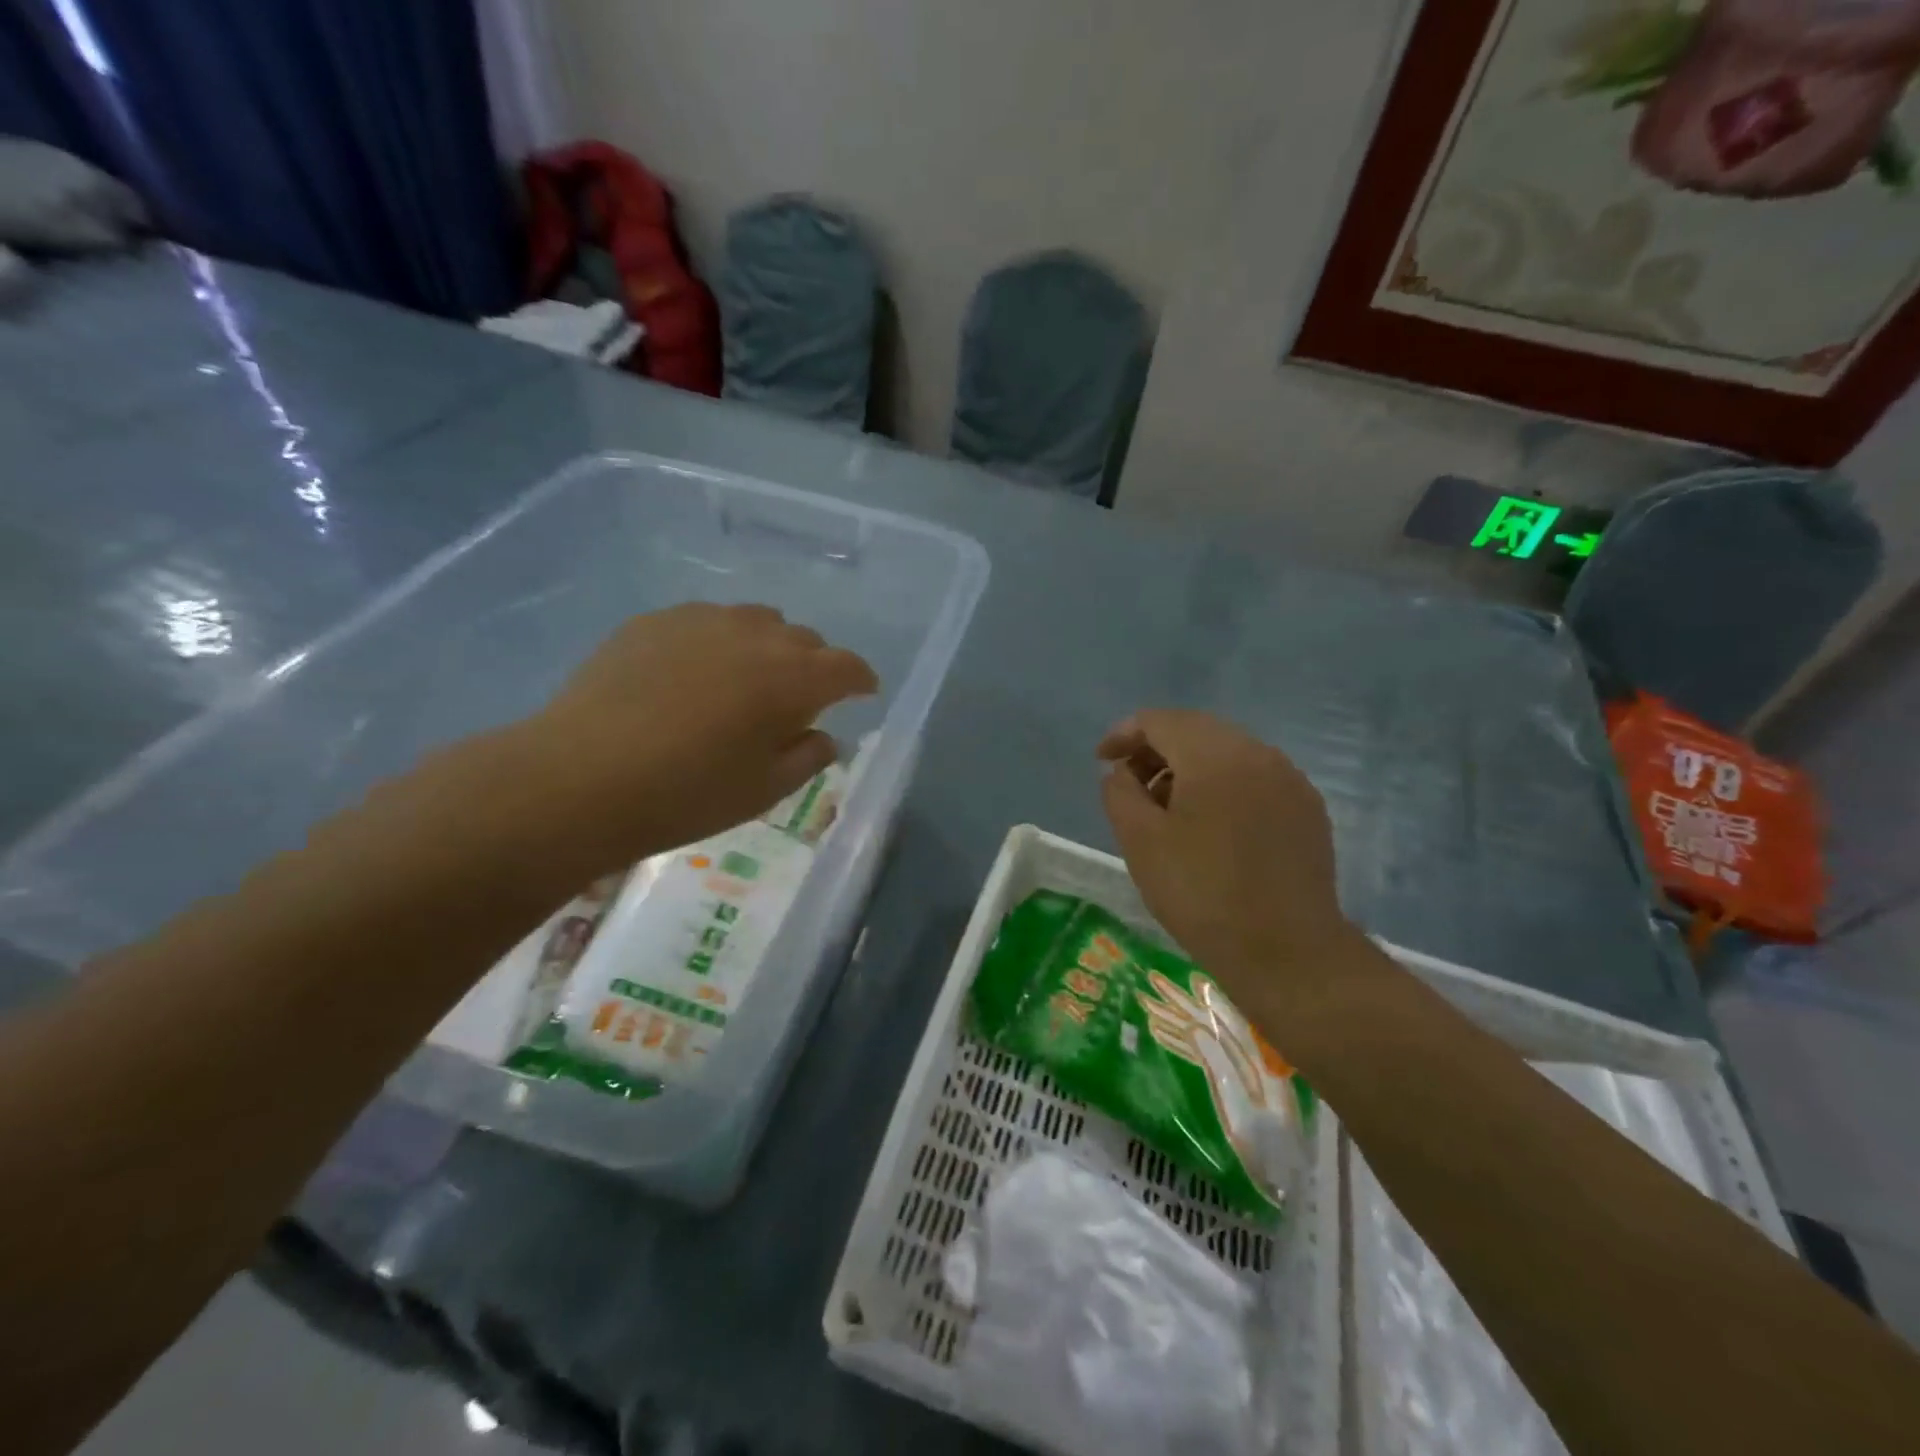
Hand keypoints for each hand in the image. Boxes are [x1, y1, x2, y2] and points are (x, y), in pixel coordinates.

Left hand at [504, 604, 876, 882]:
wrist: (580, 777)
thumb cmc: (686, 794)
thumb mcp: (763, 791)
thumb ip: (807, 758)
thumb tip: (823, 736)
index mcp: (792, 679)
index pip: (846, 666)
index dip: (860, 679)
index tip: (862, 693)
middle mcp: (755, 636)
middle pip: (804, 640)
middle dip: (814, 666)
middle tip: (799, 700)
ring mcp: (702, 621)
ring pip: (756, 622)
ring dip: (767, 648)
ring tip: (747, 681)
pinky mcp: (655, 621)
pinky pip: (706, 622)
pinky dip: (718, 643)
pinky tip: (693, 675)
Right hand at [1098, 710, 1361, 1010]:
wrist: (1288, 953)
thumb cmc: (1202, 894)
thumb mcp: (1140, 842)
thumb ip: (1120, 793)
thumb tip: (1123, 772)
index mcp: (1215, 755)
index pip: (1160, 720)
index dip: (1124, 734)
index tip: (1102, 761)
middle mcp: (1258, 753)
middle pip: (1196, 730)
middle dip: (1156, 749)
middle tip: (1130, 784)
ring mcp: (1290, 780)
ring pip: (1228, 752)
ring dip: (1189, 768)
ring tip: (1167, 809)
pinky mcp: (1307, 809)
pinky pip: (1255, 778)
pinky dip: (1223, 785)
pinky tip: (1211, 826)